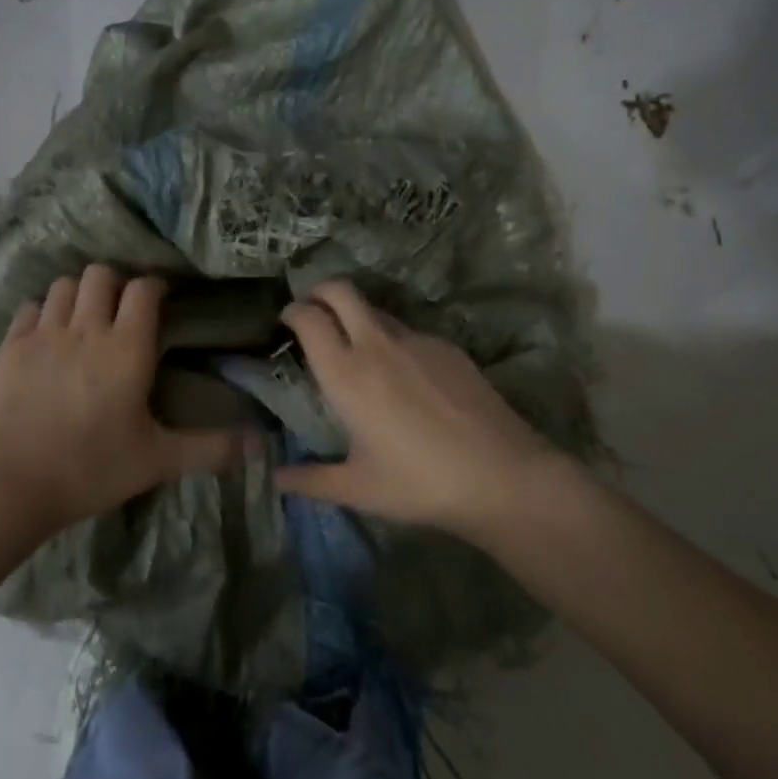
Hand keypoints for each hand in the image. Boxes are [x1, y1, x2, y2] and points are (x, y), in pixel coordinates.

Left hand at [0, 264, 244, 532]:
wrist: (11, 486)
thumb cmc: (92, 469)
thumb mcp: (158, 461)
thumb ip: (211, 448)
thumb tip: (262, 445)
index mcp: (126, 348)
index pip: (143, 290)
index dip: (154, 288)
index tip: (160, 302)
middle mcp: (86, 329)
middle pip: (101, 274)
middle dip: (115, 284)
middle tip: (121, 313)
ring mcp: (44, 334)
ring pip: (65, 285)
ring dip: (80, 294)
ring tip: (85, 320)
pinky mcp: (11, 347)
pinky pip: (30, 308)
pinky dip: (44, 312)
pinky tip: (49, 336)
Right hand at [277, 280, 560, 534]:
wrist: (501, 475)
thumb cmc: (419, 483)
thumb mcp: (358, 488)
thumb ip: (310, 480)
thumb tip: (276, 478)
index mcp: (346, 374)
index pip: (308, 318)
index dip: (292, 311)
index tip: (286, 321)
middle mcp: (377, 345)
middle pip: (340, 290)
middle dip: (320, 290)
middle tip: (313, 311)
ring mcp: (417, 340)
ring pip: (376, 309)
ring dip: (357, 316)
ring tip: (359, 350)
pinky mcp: (448, 346)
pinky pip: (409, 332)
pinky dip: (393, 341)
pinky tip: (406, 378)